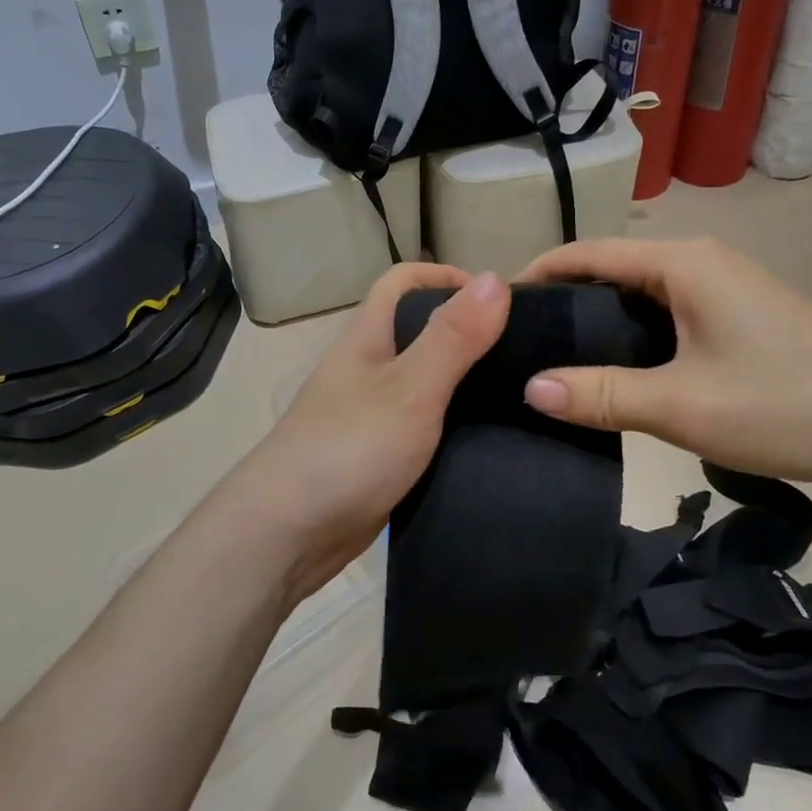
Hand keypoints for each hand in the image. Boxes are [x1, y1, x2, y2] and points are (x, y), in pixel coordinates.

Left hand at [226, 263, 508, 601]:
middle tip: (522, 351)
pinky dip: (452, 423)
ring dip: (464, 380)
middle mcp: (367, 367)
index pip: (402, 281)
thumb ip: (453, 337)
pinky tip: (487, 439)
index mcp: (368, 337)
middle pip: (418, 329)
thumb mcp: (410, 388)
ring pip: (424, 380)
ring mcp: (370, 412)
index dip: (446, 277)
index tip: (499, 301)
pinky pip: (422, 424)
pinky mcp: (379, 454)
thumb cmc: (349, 449)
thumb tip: (496, 277)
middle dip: (466, 330)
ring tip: (518, 393)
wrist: (289, 533)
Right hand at [518, 238, 811, 494]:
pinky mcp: (742, 314)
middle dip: (566, 297)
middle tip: (522, 338)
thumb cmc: (780, 404)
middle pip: (615, 268)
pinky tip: (620, 365)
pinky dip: (634, 329)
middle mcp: (702, 262)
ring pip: (643, 291)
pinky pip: (669, 309)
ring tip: (558, 354)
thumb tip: (530, 388)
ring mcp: (727, 287)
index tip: (501, 304)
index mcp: (682, 263)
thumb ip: (600, 395)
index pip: (591, 253)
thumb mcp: (679, 404)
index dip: (542, 272)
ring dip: (601, 316)